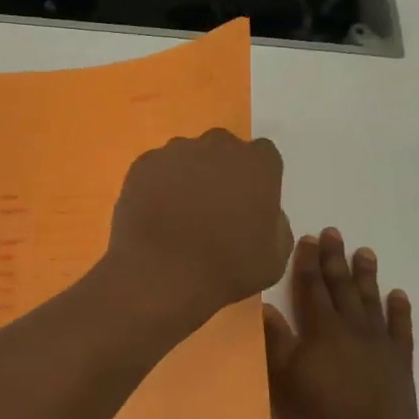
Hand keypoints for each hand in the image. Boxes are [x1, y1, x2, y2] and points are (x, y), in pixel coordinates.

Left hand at [105, 129, 292, 325]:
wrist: (162, 272)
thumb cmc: (227, 268)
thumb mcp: (275, 255)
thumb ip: (275, 223)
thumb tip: (264, 213)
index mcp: (257, 163)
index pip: (263, 155)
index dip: (256, 177)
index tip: (249, 200)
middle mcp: (217, 146)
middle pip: (222, 148)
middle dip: (221, 169)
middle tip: (214, 205)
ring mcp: (176, 152)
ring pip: (187, 155)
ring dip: (187, 174)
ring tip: (179, 211)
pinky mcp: (143, 164)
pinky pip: (156, 168)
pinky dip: (157, 183)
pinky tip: (155, 212)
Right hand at [263, 228, 418, 418]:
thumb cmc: (318, 417)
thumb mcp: (282, 379)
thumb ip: (275, 340)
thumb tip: (264, 305)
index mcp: (321, 330)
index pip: (312, 288)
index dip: (308, 262)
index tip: (308, 238)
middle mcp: (352, 329)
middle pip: (342, 287)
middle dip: (335, 259)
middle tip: (334, 233)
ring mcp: (380, 345)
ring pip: (372, 301)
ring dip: (367, 275)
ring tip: (365, 252)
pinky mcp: (400, 364)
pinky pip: (401, 329)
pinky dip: (399, 310)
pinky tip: (398, 295)